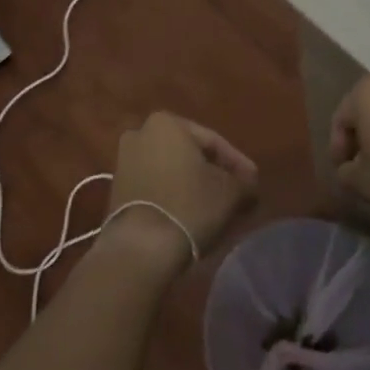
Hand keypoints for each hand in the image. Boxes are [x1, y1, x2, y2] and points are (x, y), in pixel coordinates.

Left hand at [104, 112, 257, 271]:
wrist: (140, 247)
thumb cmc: (189, 206)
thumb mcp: (230, 192)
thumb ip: (244, 182)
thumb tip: (249, 185)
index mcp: (167, 122)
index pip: (213, 141)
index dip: (237, 163)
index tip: (253, 183)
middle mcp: (141, 132)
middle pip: (190, 153)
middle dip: (213, 172)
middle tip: (236, 192)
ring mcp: (124, 160)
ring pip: (171, 169)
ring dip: (193, 184)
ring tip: (215, 206)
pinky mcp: (117, 188)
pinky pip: (155, 185)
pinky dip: (173, 195)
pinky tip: (190, 213)